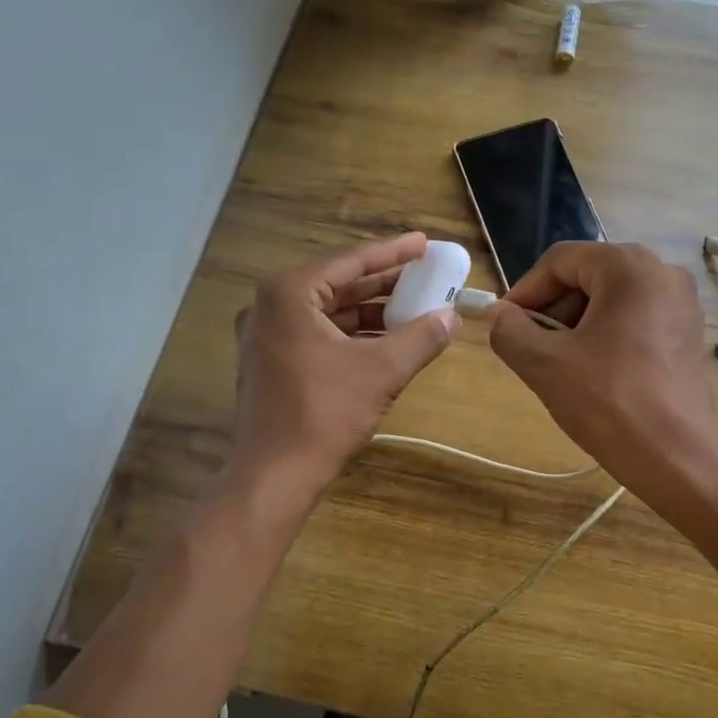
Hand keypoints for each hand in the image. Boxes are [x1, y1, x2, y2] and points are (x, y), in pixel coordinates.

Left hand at [230, 233, 456, 497]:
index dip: (392, 252)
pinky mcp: (270, 362)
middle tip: (424, 273)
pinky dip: (351, 333)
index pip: (349, 261)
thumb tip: (452, 317)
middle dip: (383, 281)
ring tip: (412, 307)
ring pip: (328, 311)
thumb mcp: (382, 371)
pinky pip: (317, 333)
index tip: (424, 243)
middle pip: (337, 282)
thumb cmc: (324, 414)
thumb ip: (421, 337)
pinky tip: (385, 339)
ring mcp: (265, 336)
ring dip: (370, 309)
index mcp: (289, 294)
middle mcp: (270, 306)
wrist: (274, 474)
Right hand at [488, 242, 717, 501]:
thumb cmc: (609, 402)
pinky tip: (595, 375)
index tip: (503, 326)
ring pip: (611, 300)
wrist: (677, 458)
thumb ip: (510, 331)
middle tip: (531, 349)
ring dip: (577, 326)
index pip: (559, 261)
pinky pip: (635, 320)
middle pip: (587, 276)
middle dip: (552, 310)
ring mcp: (682, 303)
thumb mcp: (545, 364)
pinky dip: (607, 337)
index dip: (524, 292)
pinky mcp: (689, 333)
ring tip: (561, 367)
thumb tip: (498, 314)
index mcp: (629, 266)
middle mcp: (662, 271)